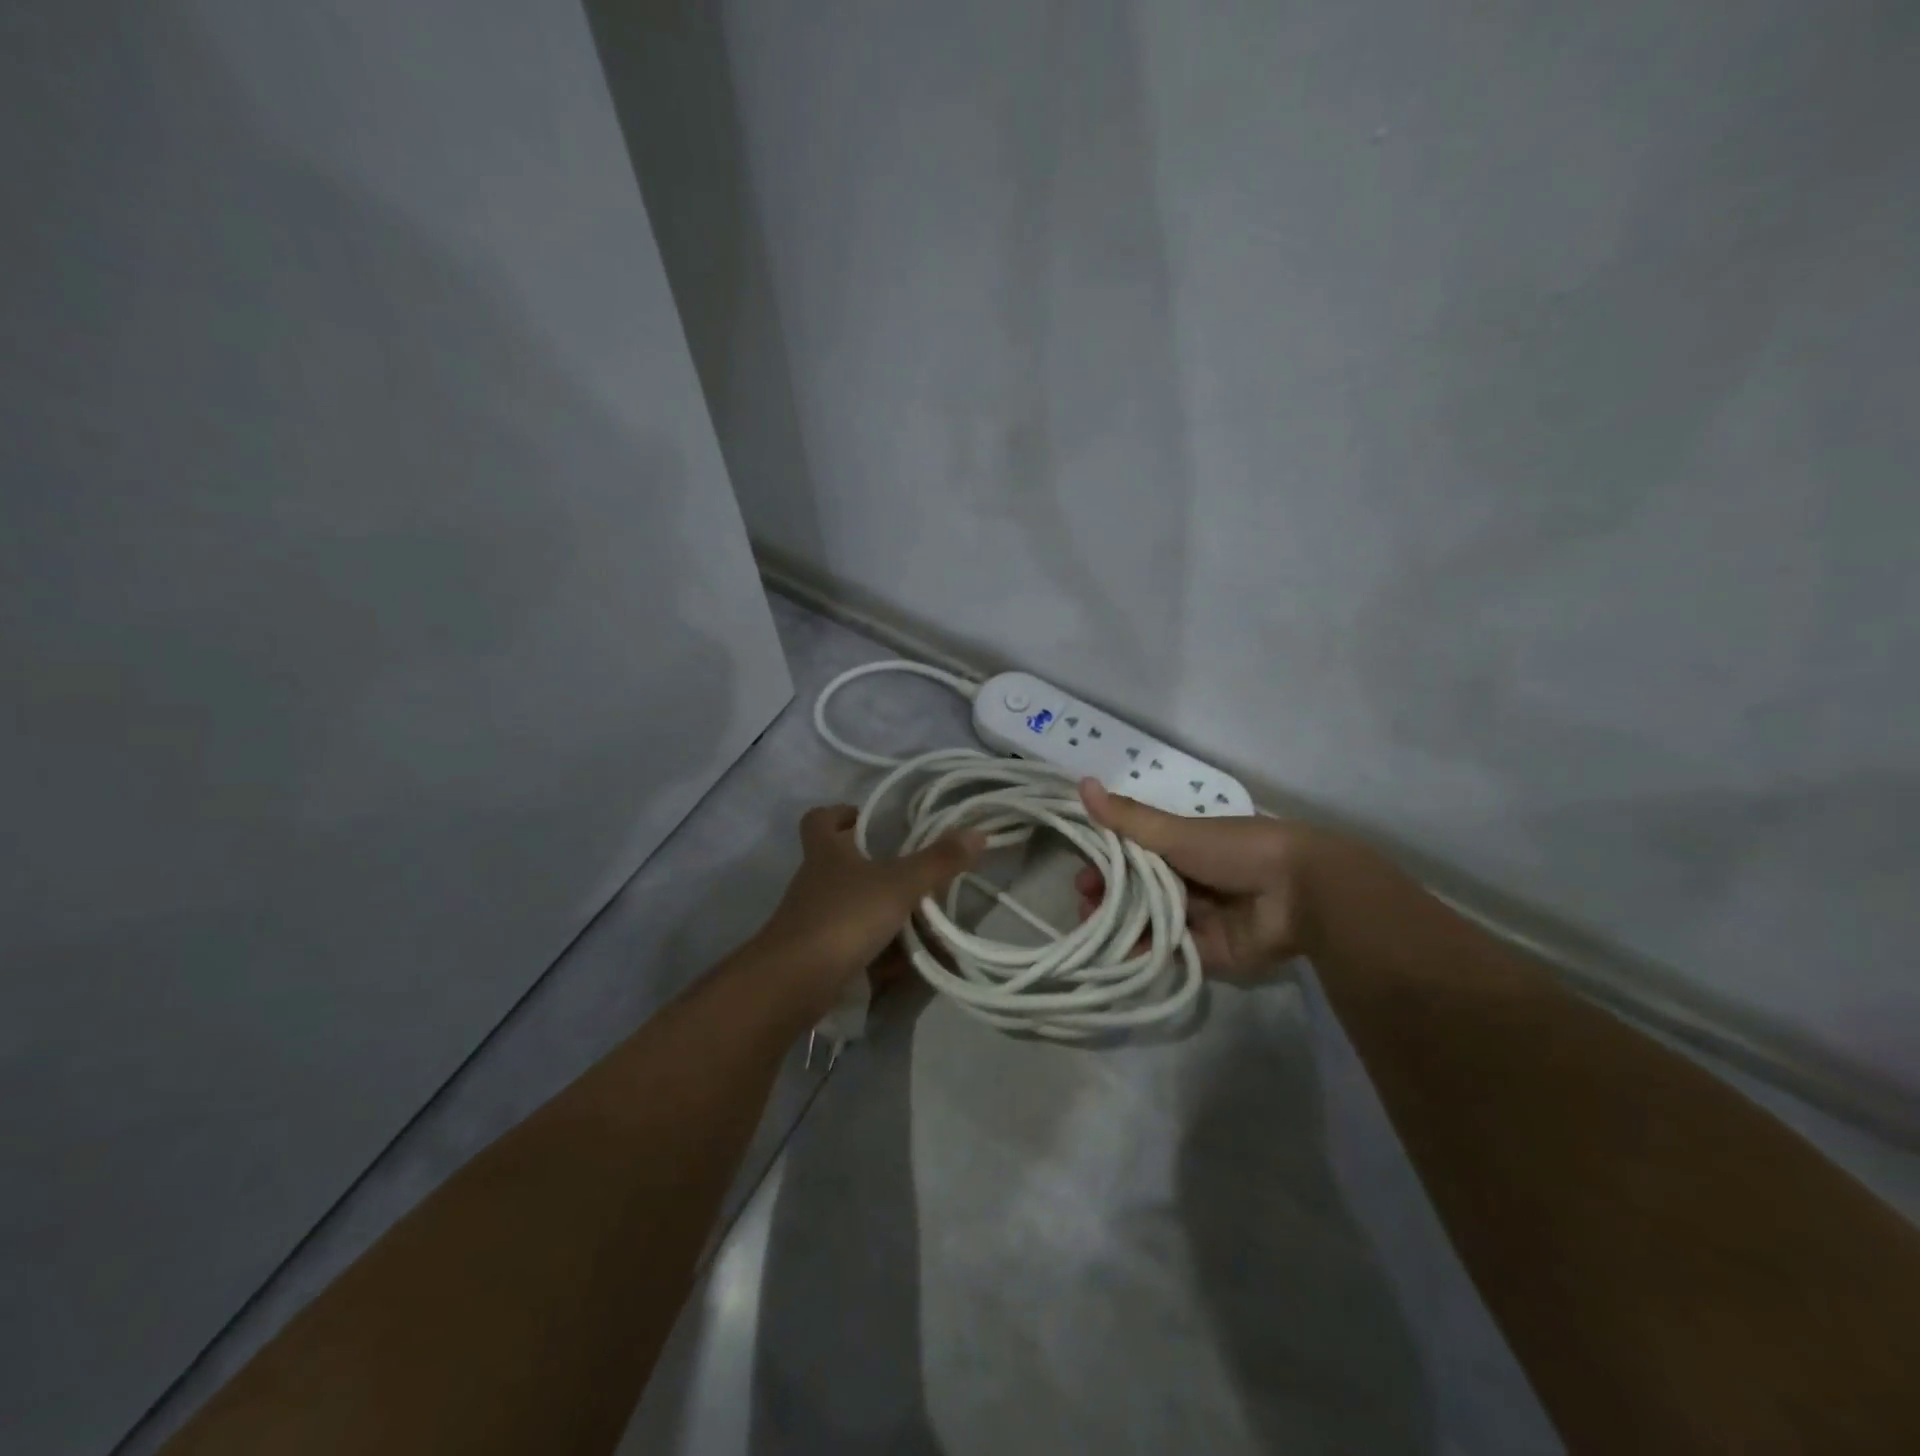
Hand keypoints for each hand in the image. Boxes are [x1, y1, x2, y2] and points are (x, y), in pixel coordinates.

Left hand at [752, 804, 985, 1014]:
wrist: (796, 981)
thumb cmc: (845, 916)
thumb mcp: (900, 885)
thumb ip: (938, 861)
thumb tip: (978, 833)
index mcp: (826, 853)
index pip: (819, 819)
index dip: (839, 813)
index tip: (866, 818)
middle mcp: (814, 882)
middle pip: (838, 864)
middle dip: (872, 867)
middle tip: (909, 871)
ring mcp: (812, 920)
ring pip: (849, 907)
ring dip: (879, 911)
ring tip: (919, 918)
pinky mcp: (816, 955)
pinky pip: (852, 944)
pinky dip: (876, 950)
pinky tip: (904, 962)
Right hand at [1076, 779, 1327, 978]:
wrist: (1299, 892)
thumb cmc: (1234, 850)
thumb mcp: (1175, 832)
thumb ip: (1128, 817)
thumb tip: (1081, 783)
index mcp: (1184, 848)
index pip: (1134, 856)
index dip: (1106, 865)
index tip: (1081, 876)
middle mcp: (1190, 881)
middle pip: (1139, 891)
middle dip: (1109, 898)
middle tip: (1084, 907)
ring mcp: (1200, 918)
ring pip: (1150, 922)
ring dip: (1120, 926)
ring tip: (1094, 932)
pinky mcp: (1211, 953)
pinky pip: (1171, 952)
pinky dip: (1144, 953)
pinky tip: (1116, 956)